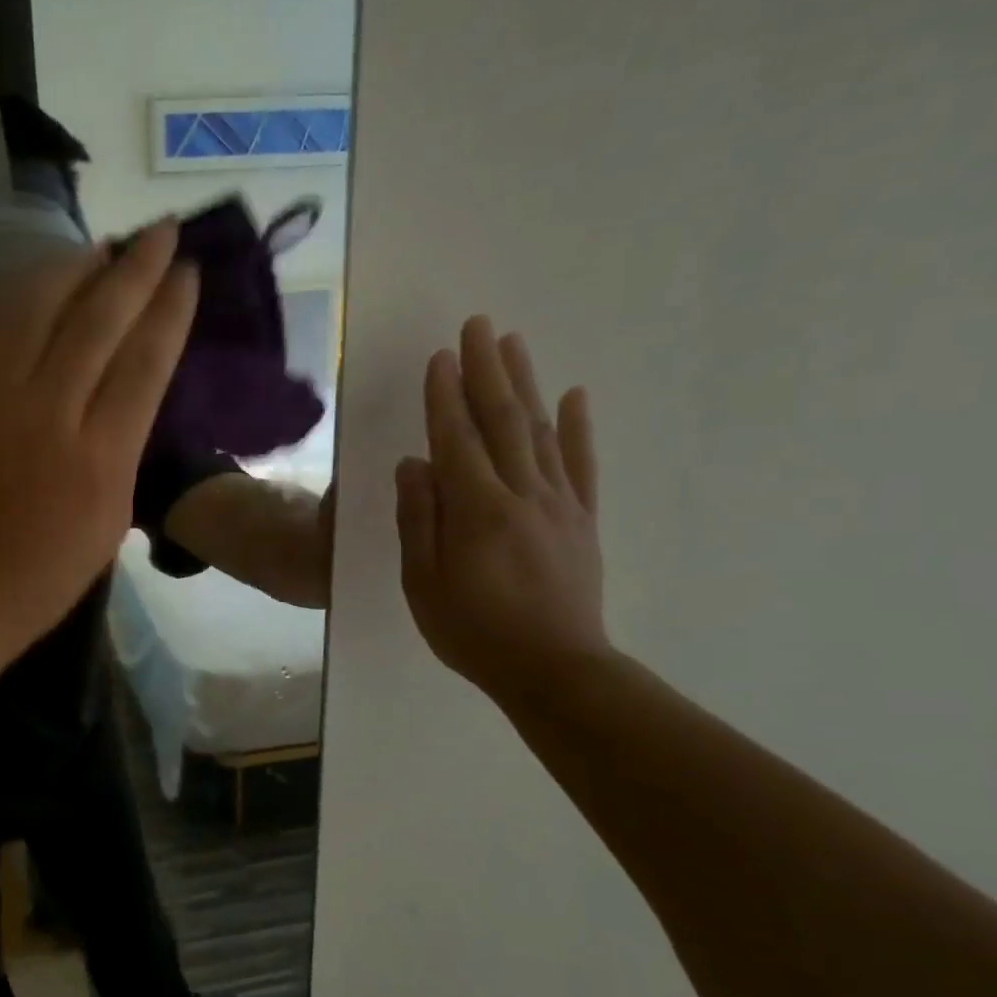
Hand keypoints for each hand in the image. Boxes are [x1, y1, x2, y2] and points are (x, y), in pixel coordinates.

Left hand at [0, 220, 197, 651]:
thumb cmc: (48, 569)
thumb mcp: (114, 514)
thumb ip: (127, 440)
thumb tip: (134, 375)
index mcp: (99, 456)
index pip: (144, 359)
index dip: (170, 307)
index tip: (188, 271)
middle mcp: (45, 413)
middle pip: (96, 319)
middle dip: (135, 268)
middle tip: (159, 232)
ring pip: (34, 305)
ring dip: (73, 267)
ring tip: (102, 249)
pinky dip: (11, 293)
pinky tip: (34, 281)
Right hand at [395, 316, 607, 704]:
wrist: (554, 669)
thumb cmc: (474, 631)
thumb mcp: (424, 583)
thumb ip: (420, 520)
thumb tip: (414, 464)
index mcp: (477, 510)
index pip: (457, 439)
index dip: (445, 397)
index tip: (438, 357)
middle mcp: (522, 494)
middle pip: (503, 421)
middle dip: (487, 371)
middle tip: (479, 326)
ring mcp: (558, 504)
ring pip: (541, 432)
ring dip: (526, 384)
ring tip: (514, 344)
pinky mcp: (581, 520)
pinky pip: (581, 464)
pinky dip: (578, 427)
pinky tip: (575, 395)